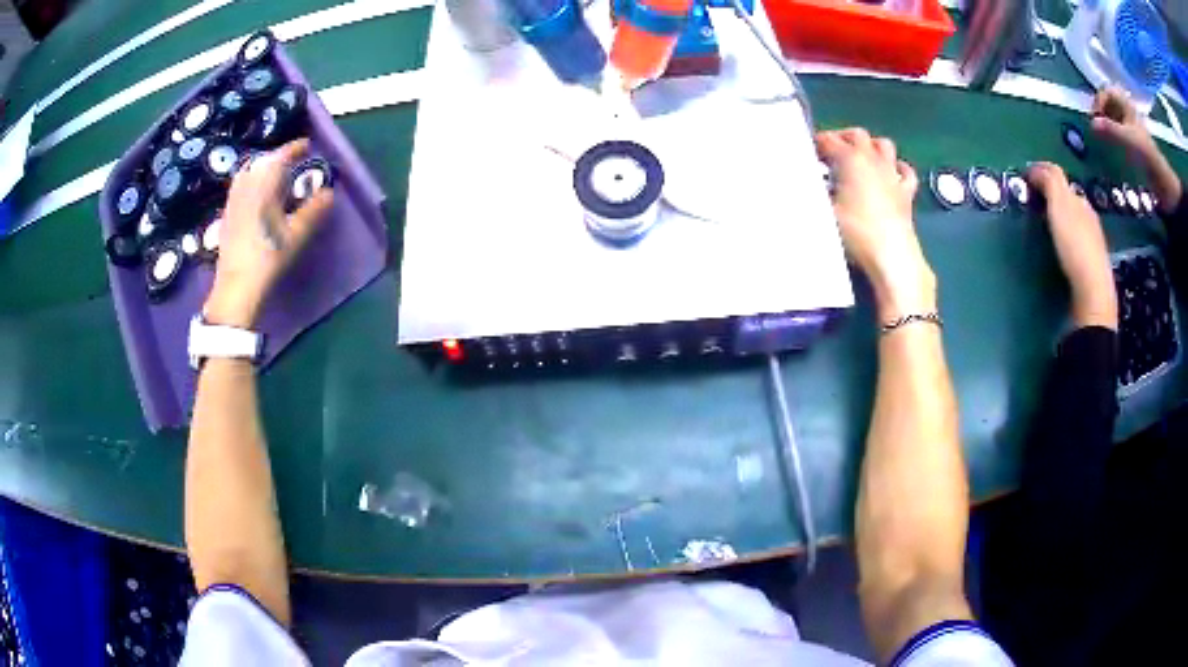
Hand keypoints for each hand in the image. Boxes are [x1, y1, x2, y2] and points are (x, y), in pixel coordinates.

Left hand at [204, 139, 333, 328]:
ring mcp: (234, 199)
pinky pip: (240, 186)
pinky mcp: (227, 214)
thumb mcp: (296, 234)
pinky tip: (255, 195)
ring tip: (274, 177)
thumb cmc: (269, 257)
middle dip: (278, 157)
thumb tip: (328, 192)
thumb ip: (313, 210)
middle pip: (263, 161)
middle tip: (293, 163)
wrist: (236, 286)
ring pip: (248, 172)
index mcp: (265, 184)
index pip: (281, 156)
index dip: (295, 148)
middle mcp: (247, 185)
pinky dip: (251, 182)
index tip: (307, 145)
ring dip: (263, 169)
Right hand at [816, 128, 935, 320]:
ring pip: (884, 145)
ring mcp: (892, 174)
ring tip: (861, 157)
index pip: (828, 140)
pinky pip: (905, 171)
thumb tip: (801, 186)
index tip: (808, 153)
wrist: (892, 256)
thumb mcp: (825, 213)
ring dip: (871, 146)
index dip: (816, 144)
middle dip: (842, 137)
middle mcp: (873, 160)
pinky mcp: (907, 192)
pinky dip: (897, 167)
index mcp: (850, 159)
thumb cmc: (856, 232)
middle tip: (831, 151)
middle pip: (857, 134)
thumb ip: (813, 195)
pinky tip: (891, 174)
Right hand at [1027, 162, 1116, 329]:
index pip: (1058, 176)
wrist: (1093, 292)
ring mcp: (1093, 240)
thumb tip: (1037, 168)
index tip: (1026, 177)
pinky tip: (1064, 245)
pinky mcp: (1092, 263)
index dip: (1041, 172)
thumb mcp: (1060, 206)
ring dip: (1062, 216)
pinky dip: (1069, 235)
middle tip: (1037, 199)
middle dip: (1054, 194)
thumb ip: (1050, 182)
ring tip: (1048, 223)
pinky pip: (1078, 239)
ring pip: (1075, 218)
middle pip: (1069, 197)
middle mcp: (1089, 215)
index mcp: (1079, 200)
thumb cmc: (1075, 246)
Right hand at [1091, 86, 1182, 212]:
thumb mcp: (1127, 139)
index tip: (1096, 118)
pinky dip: (1114, 134)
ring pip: (1114, 116)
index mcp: (1125, 103)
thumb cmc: (1145, 154)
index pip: (1107, 91)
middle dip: (1102, 113)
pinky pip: (1120, 129)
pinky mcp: (1134, 140)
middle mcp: (1127, 109)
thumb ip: (1110, 130)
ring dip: (1107, 124)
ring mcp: (1131, 125)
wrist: (1161, 177)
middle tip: (1098, 128)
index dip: (1098, 101)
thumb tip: (1092, 125)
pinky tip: (1114, 145)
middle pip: (1109, 103)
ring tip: (1104, 137)